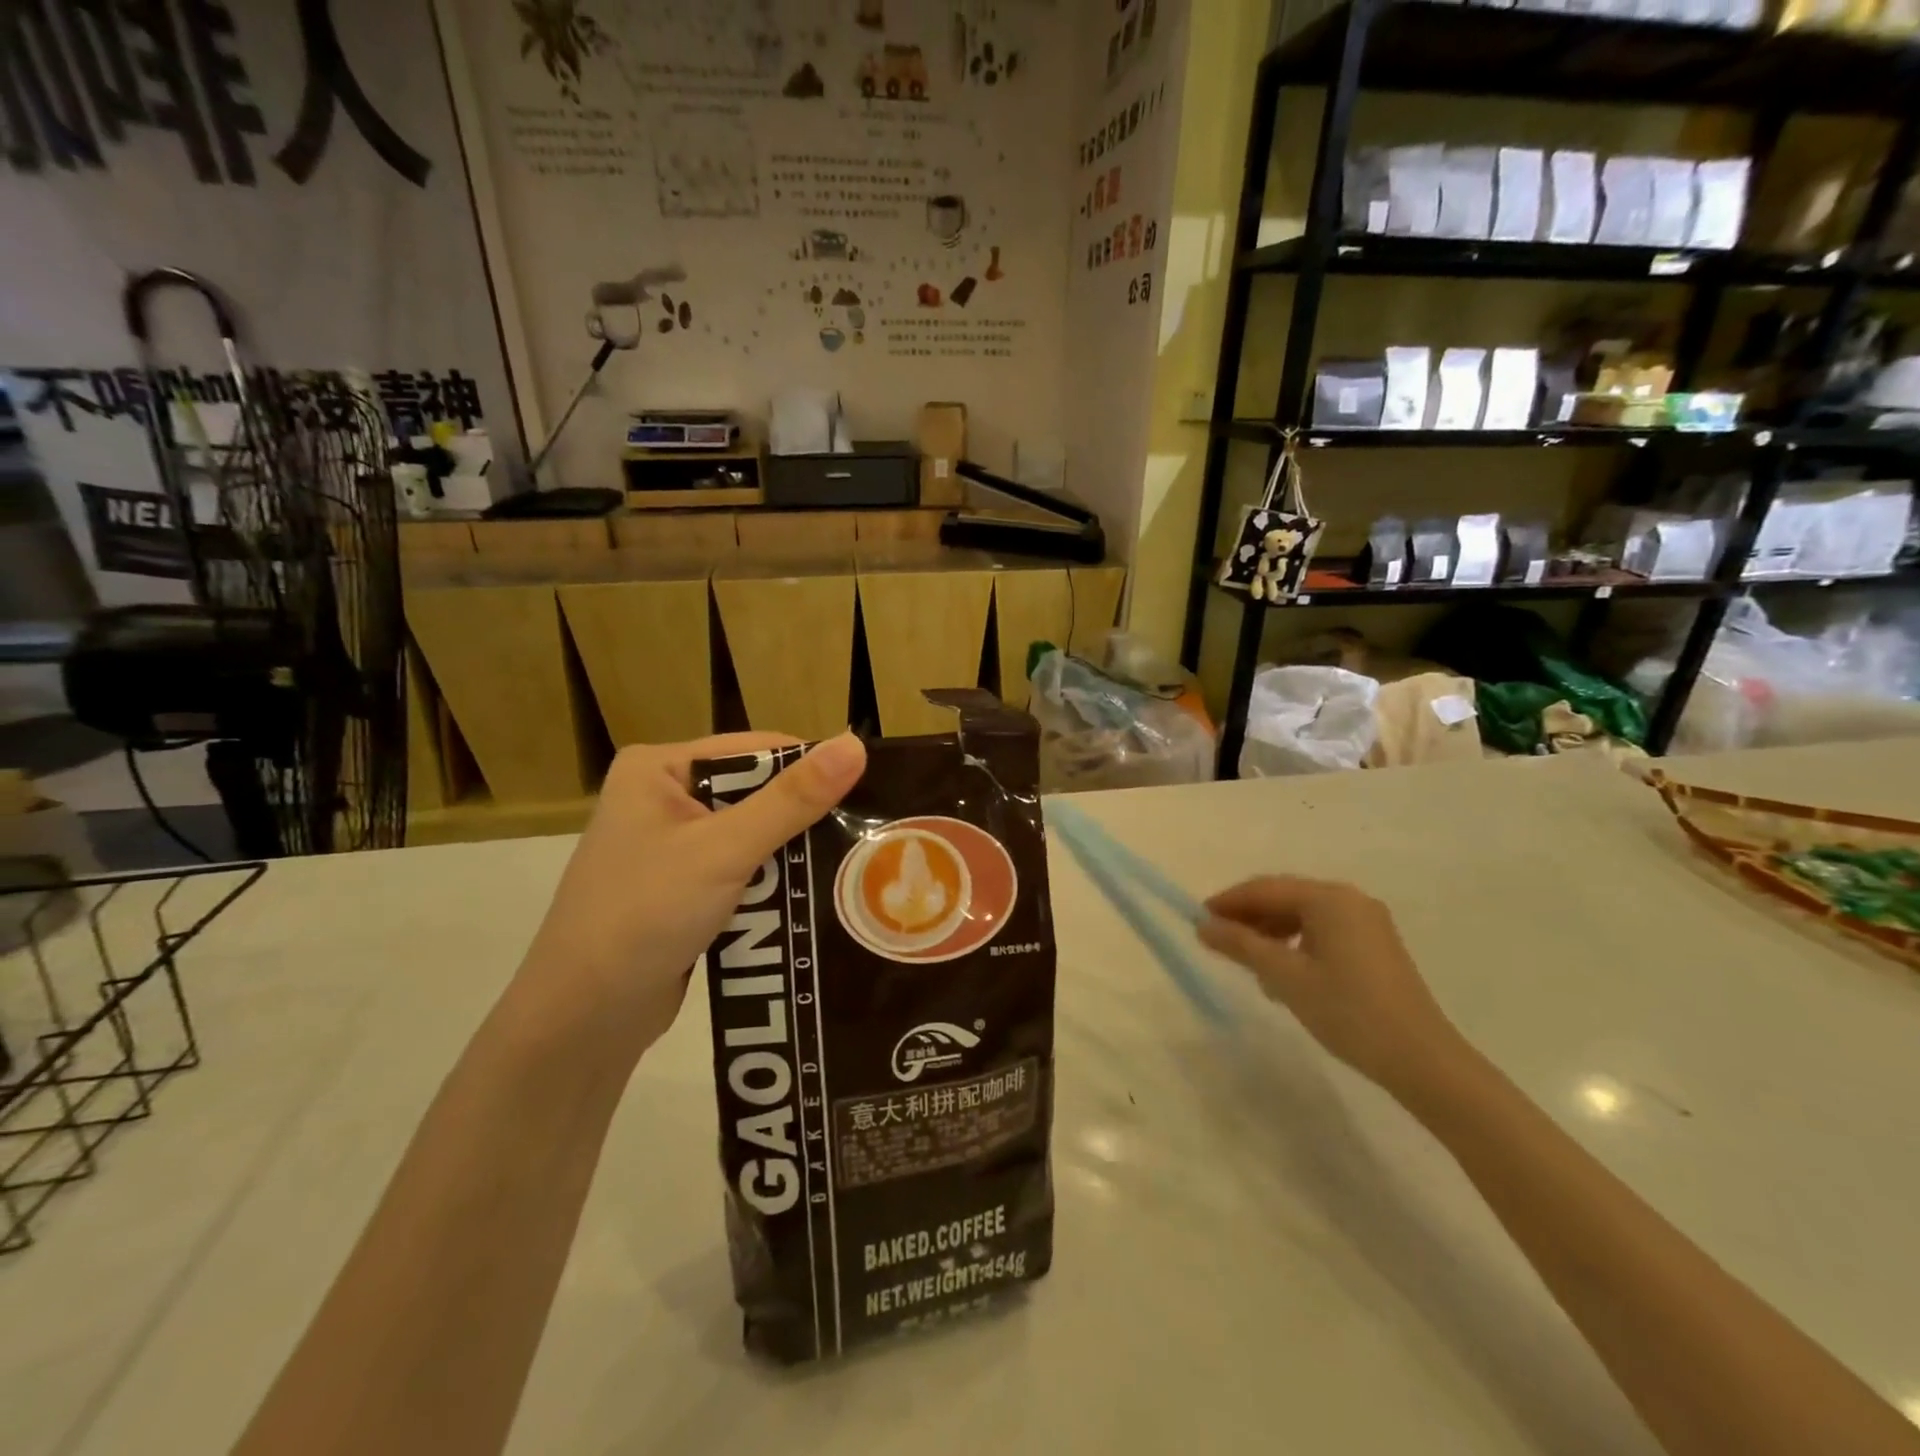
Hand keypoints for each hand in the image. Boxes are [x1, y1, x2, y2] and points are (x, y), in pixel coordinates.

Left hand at [514, 732, 866, 1055]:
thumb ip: (792, 799)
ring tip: (853, 867)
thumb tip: (854, 744)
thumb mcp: (724, 850)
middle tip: (868, 834)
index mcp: (659, 768)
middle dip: (805, 818)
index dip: (811, 767)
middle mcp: (664, 797)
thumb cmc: (645, 916)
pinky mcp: (683, 887)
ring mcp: (672, 845)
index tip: (870, 791)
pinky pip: (743, 870)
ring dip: (794, 855)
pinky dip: (774, 883)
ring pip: (755, 835)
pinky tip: (814, 897)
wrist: (583, 1020)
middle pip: (757, 792)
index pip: (756, 750)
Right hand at [1197, 876, 1466, 1098]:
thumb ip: (1240, 945)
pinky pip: (1322, 931)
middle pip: (1284, 897)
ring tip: (1247, 963)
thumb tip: (1203, 926)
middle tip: (1217, 942)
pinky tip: (1283, 973)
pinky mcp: (1375, 946)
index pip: (1264, 888)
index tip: (1197, 921)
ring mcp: (1367, 922)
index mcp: (1329, 898)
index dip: (1227, 902)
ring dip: (1270, 932)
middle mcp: (1349, 899)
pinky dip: (1295, 944)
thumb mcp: (1284, 976)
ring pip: (1303, 916)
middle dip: (1248, 918)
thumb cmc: (1347, 1010)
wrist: (1421, 1060)